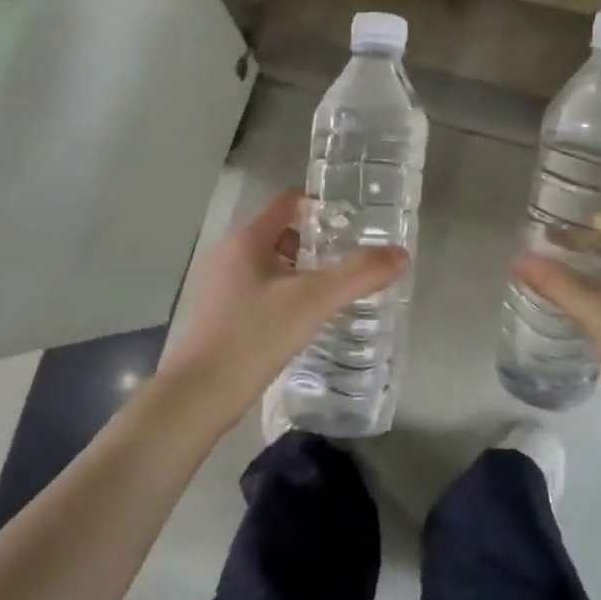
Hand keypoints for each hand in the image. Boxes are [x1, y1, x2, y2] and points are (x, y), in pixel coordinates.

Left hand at [156, 189, 408, 431]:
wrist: (199, 396)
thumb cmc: (254, 336)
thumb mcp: (313, 301)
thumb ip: (359, 275)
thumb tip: (402, 254)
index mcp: (247, 240)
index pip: (287, 203)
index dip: (321, 205)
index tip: (354, 221)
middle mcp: (229, 255)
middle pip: (280, 233)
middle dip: (316, 242)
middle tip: (352, 257)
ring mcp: (221, 287)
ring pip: (270, 264)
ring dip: (302, 270)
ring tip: (335, 288)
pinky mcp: (220, 316)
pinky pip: (260, 290)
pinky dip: (286, 294)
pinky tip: (306, 318)